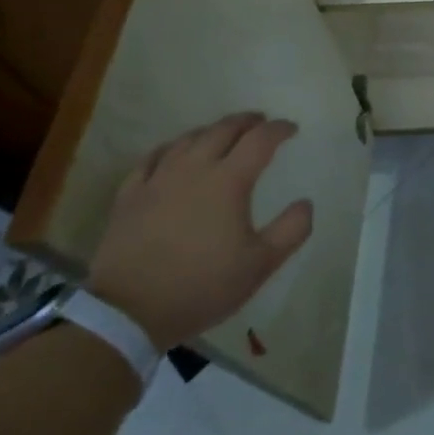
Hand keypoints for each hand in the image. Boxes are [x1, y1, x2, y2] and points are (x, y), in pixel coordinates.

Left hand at [87, 113, 313, 348]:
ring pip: (188, 139)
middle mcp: (194, 168)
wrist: (128, 313)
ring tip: (222, 134)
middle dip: (246, 121)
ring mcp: (158, 179)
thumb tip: (305, 203)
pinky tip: (173, 154)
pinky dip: (170, 148)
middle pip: (223, 129)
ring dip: (211, 131)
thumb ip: (291, 231)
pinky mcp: (130, 195)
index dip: (279, 129)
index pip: (260, 140)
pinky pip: (152, 158)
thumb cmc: (201, 286)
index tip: (292, 129)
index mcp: (229, 180)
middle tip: (260, 122)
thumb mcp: (259, 265)